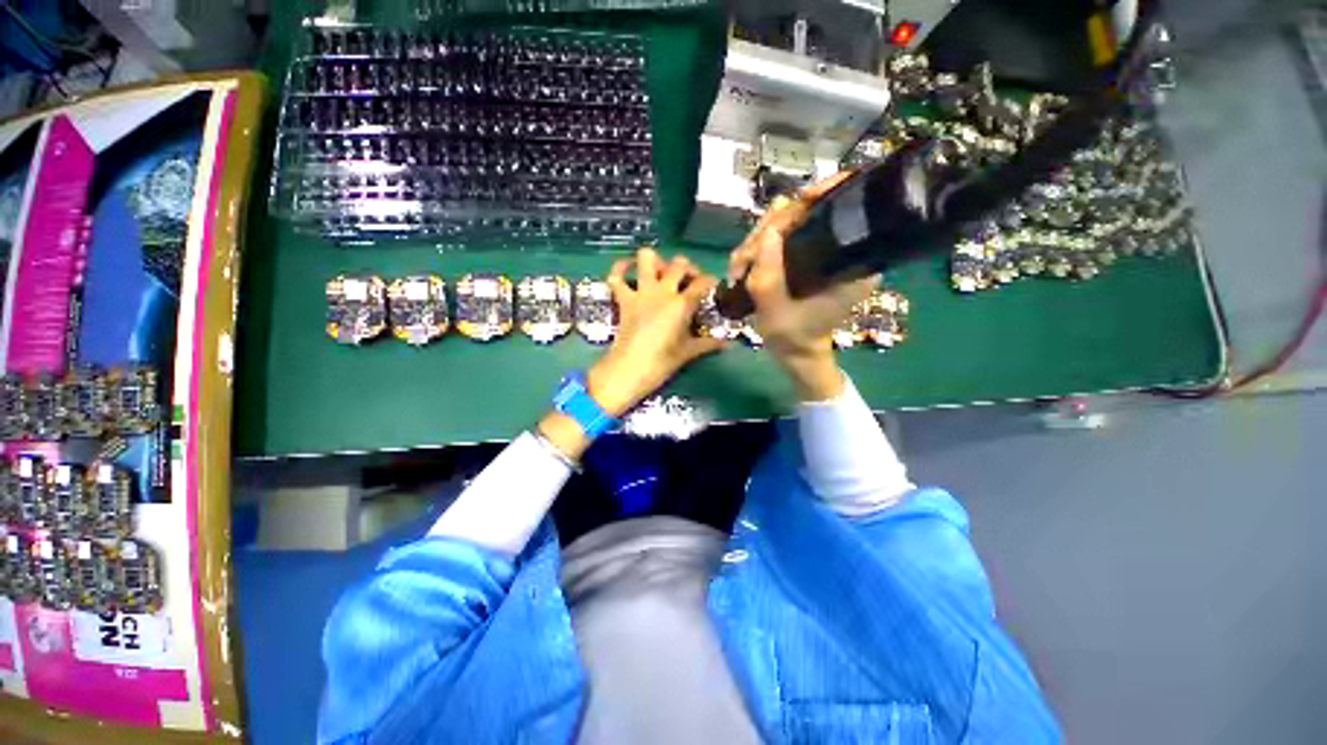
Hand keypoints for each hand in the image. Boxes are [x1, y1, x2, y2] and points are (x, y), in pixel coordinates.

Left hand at [587, 248, 728, 417]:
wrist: (629, 370)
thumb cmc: (661, 362)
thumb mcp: (688, 352)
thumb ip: (708, 344)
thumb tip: (727, 344)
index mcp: (681, 304)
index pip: (703, 283)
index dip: (711, 281)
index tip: (712, 286)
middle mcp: (662, 291)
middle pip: (679, 264)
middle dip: (688, 268)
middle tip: (689, 281)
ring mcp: (641, 293)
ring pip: (647, 258)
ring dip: (656, 261)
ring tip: (661, 273)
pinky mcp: (623, 299)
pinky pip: (616, 276)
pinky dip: (620, 269)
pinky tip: (627, 268)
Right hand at [728, 174, 879, 400]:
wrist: (796, 352)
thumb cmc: (794, 338)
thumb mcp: (777, 314)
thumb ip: (769, 279)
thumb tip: (768, 233)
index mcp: (853, 261)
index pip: (848, 207)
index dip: (825, 192)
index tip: (800, 200)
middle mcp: (840, 248)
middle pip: (806, 211)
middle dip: (770, 229)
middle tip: (745, 260)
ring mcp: (818, 249)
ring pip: (786, 222)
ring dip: (756, 241)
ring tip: (739, 269)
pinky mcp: (802, 254)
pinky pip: (776, 237)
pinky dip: (756, 248)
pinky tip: (743, 267)